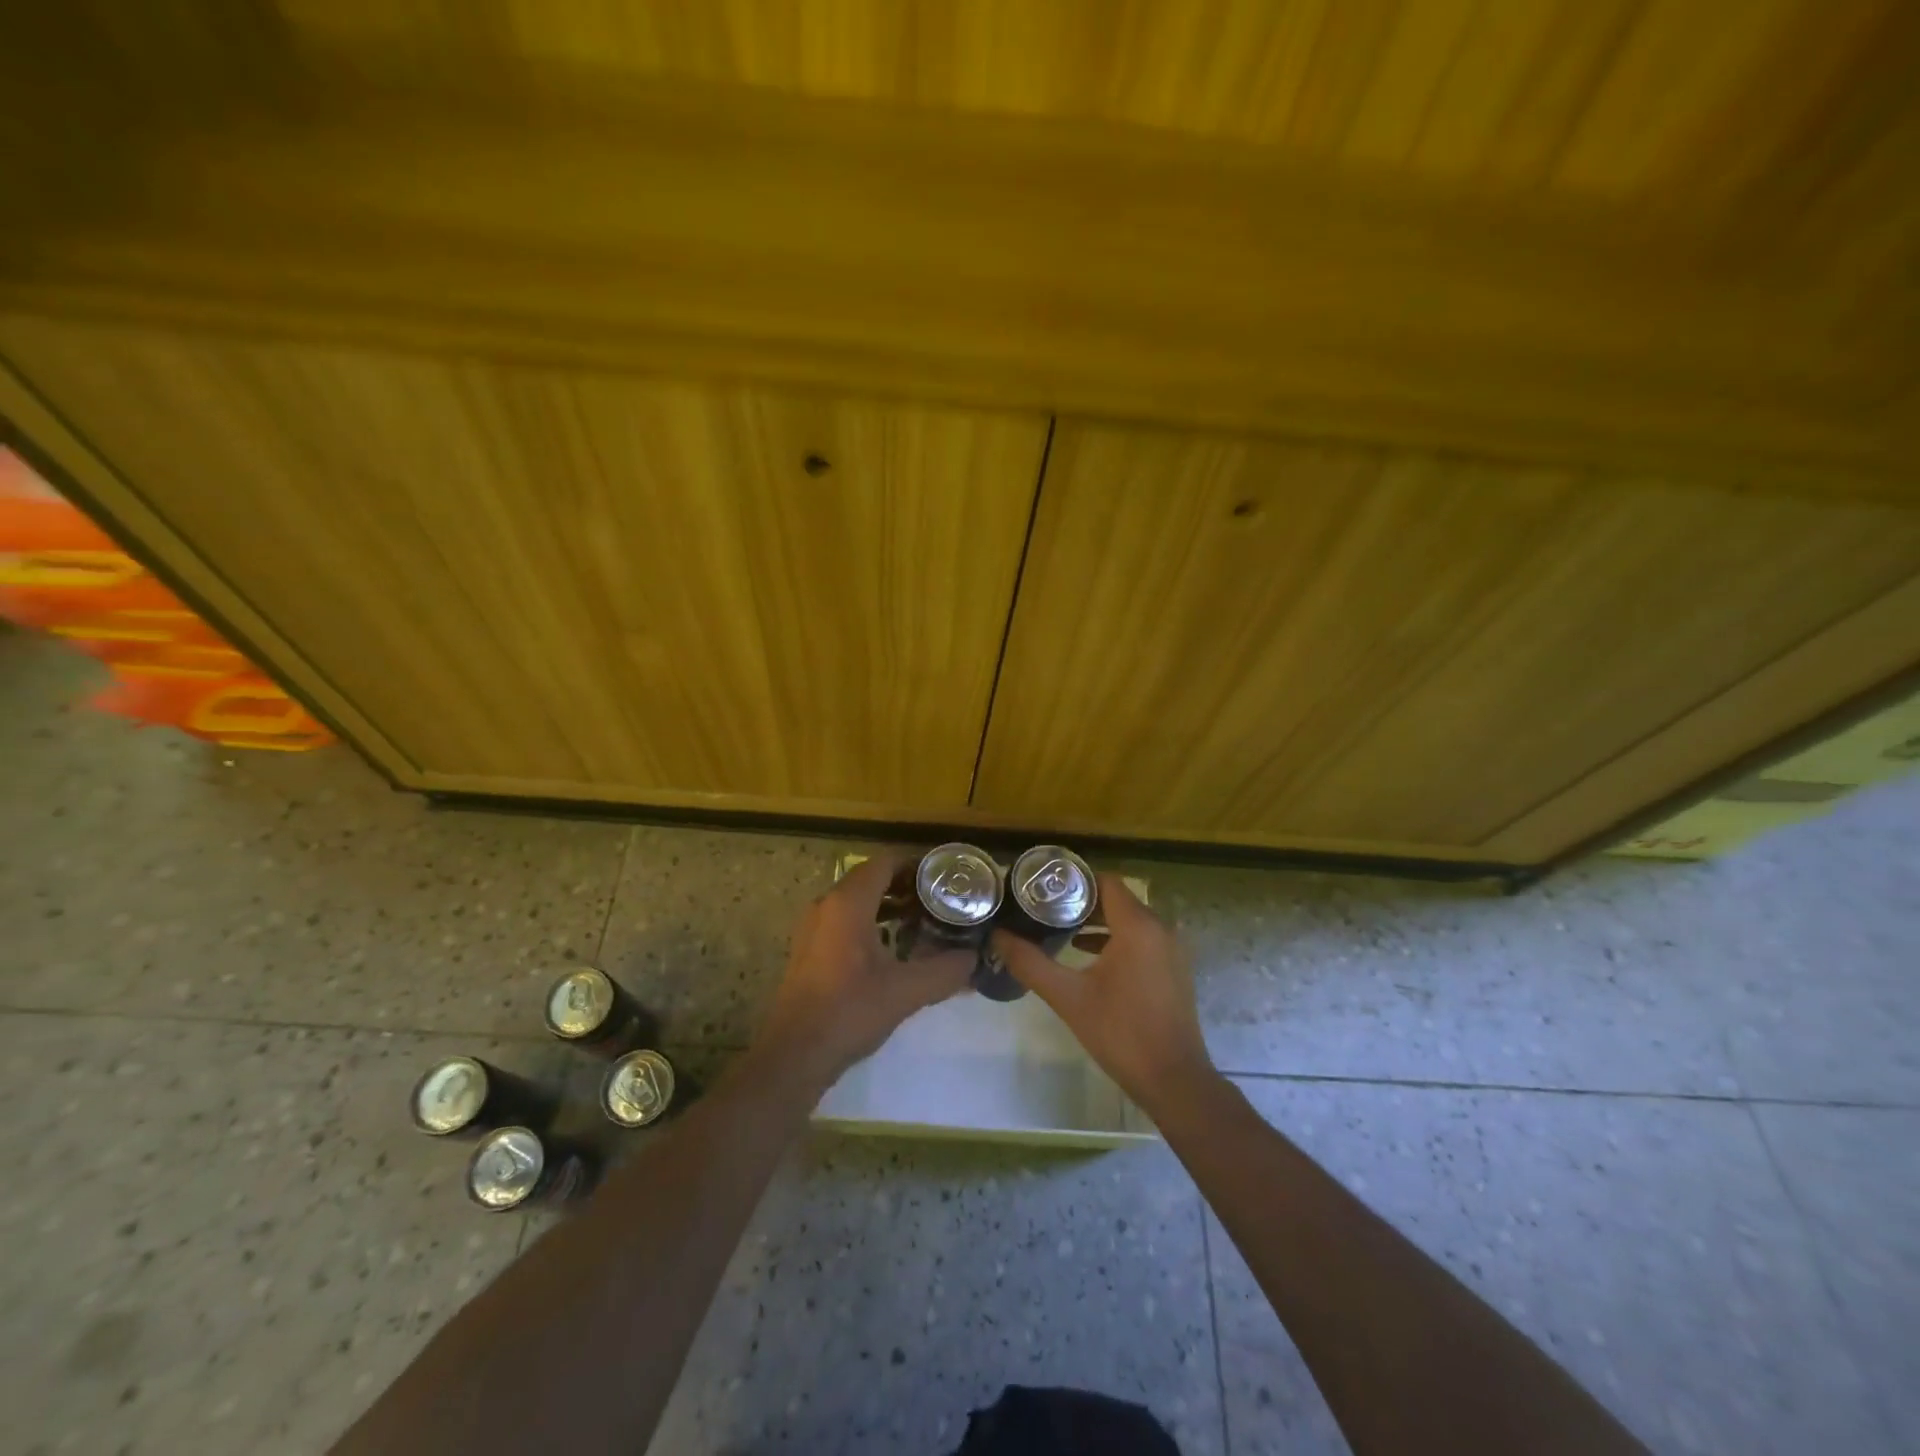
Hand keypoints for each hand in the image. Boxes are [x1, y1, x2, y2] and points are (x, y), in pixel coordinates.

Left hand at [756, 854, 973, 1093]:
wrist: (795, 1054)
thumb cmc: (849, 1012)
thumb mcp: (906, 991)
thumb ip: (945, 970)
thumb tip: (973, 958)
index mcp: (848, 903)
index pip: (886, 862)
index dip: (917, 864)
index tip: (945, 878)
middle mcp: (827, 904)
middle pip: (871, 877)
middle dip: (907, 885)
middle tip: (941, 899)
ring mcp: (814, 926)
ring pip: (857, 899)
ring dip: (889, 903)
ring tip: (924, 920)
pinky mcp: (810, 947)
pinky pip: (845, 918)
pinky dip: (871, 920)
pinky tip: (894, 946)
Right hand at [992, 875, 1218, 1118]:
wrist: (1173, 1081)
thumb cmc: (1121, 1033)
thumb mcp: (1068, 997)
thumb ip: (1030, 963)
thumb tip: (998, 936)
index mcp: (1138, 926)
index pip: (1105, 881)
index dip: (1074, 880)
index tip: (1044, 889)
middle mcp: (1160, 928)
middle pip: (1117, 899)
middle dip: (1080, 902)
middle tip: (1044, 909)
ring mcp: (1171, 949)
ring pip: (1129, 919)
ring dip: (1097, 921)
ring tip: (1059, 929)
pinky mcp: (1173, 968)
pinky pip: (1142, 938)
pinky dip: (1116, 939)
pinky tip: (1087, 955)